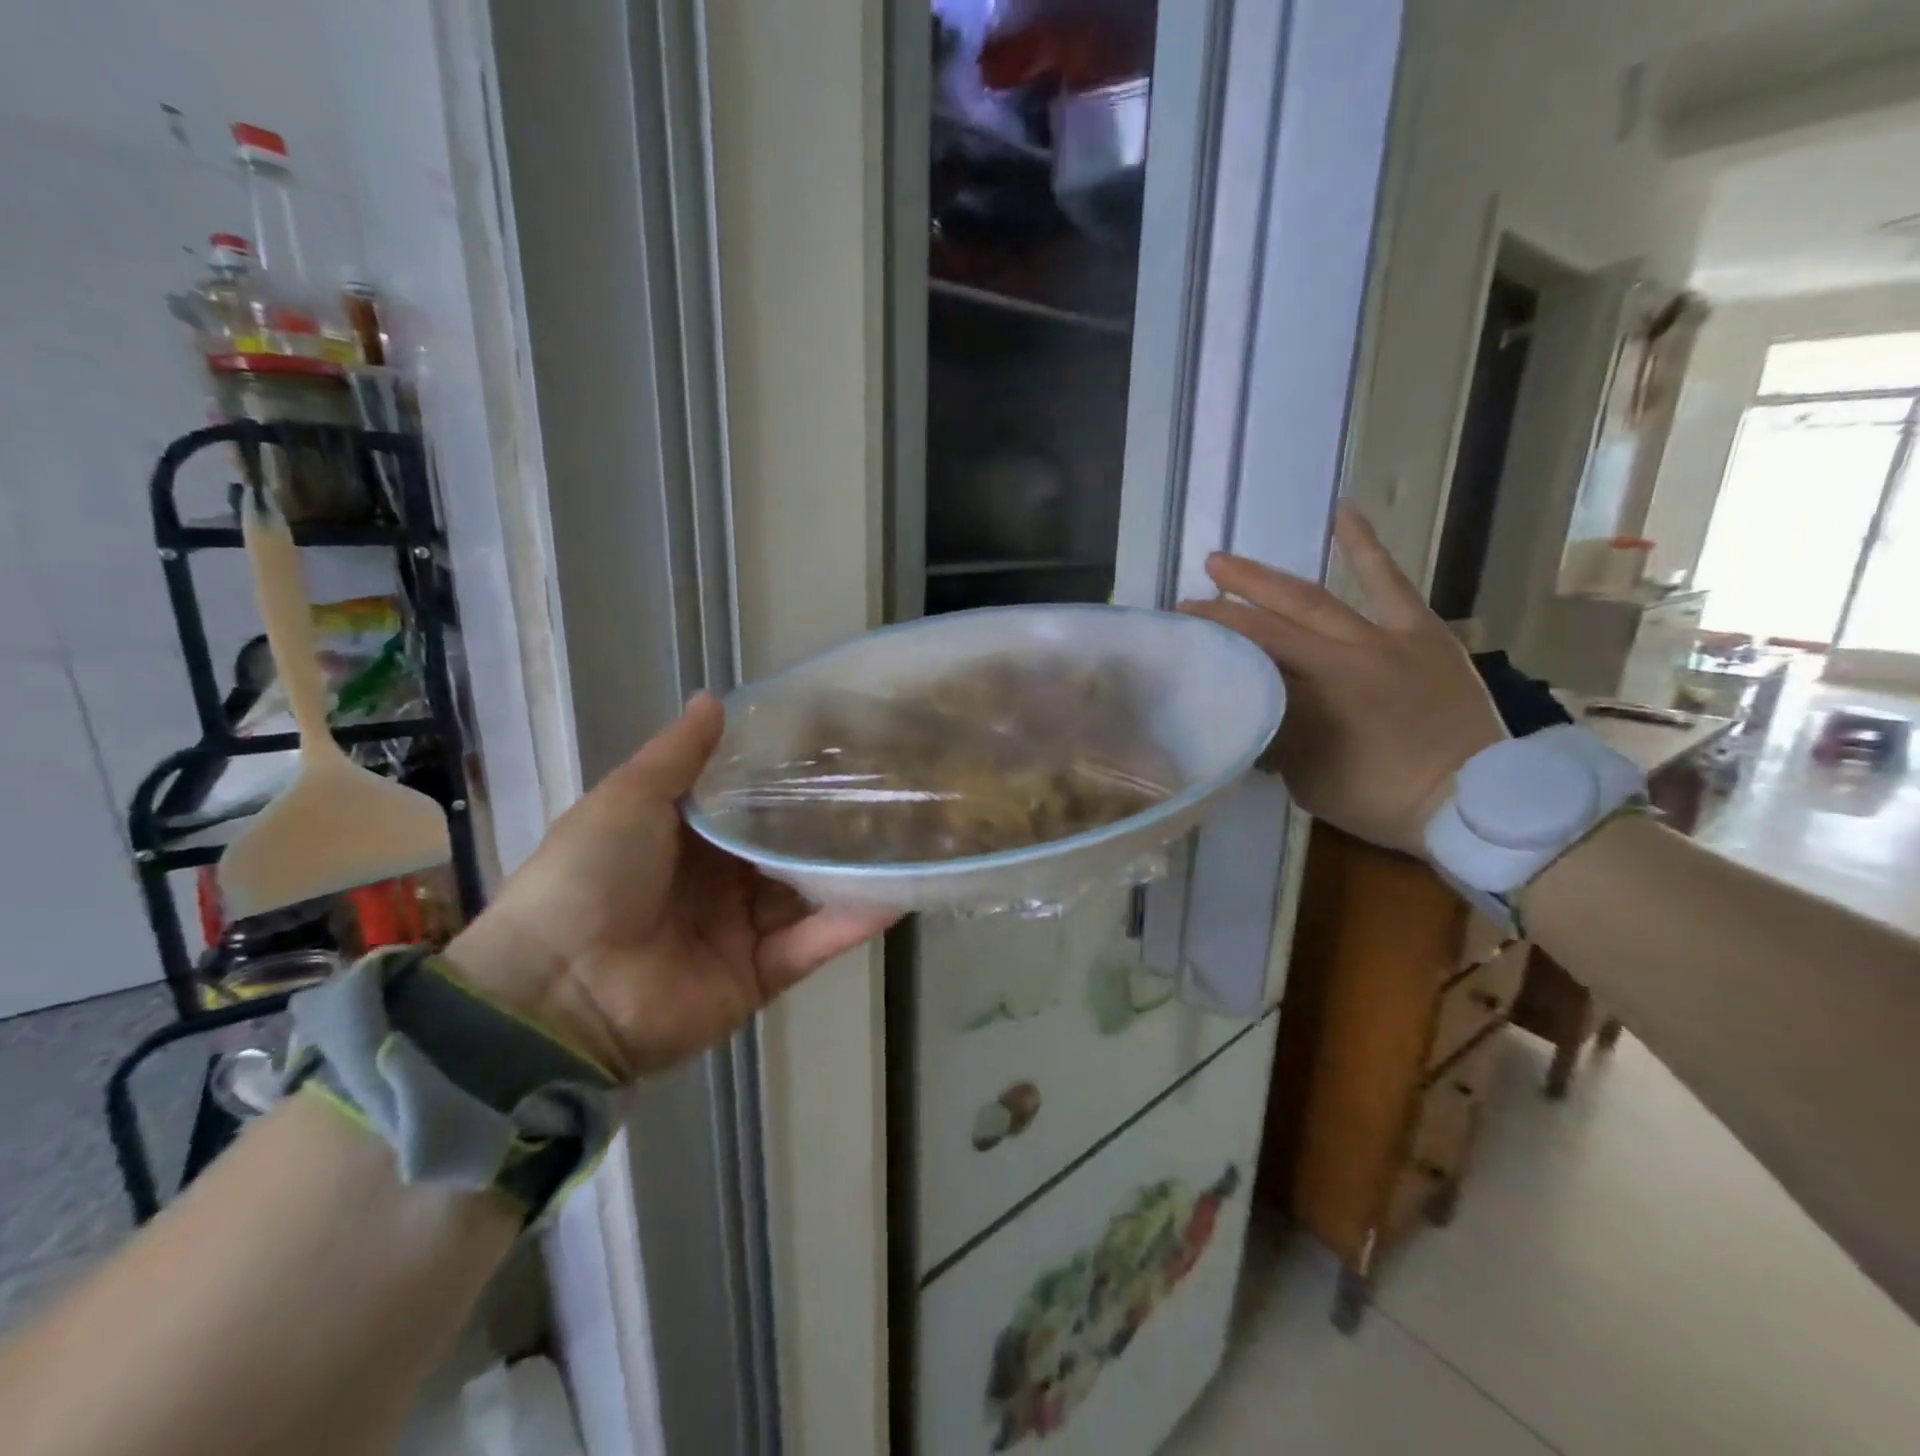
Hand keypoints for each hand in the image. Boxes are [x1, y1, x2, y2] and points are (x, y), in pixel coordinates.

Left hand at [444, 695, 894, 1080]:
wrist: (558, 989)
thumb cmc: (590, 876)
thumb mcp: (629, 799)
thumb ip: (678, 754)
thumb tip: (715, 697)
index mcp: (686, 841)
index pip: (751, 806)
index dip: (789, 782)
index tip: (838, 750)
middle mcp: (719, 883)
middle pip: (785, 851)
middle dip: (828, 828)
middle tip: (888, 793)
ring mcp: (742, 932)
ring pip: (807, 896)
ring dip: (849, 873)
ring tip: (906, 838)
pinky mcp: (759, 975)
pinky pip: (811, 945)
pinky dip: (850, 924)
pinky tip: (896, 894)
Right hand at [1179, 503, 1504, 855]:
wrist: (1475, 800)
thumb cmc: (1382, 799)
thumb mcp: (1310, 777)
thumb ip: (1279, 733)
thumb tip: (1252, 703)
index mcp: (1319, 695)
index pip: (1255, 652)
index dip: (1217, 632)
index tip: (1183, 621)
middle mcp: (1346, 656)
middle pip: (1276, 620)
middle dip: (1231, 601)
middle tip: (1195, 588)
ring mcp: (1387, 638)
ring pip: (1318, 598)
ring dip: (1270, 579)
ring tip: (1229, 561)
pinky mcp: (1422, 632)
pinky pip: (1390, 582)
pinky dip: (1364, 546)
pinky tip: (1343, 511)